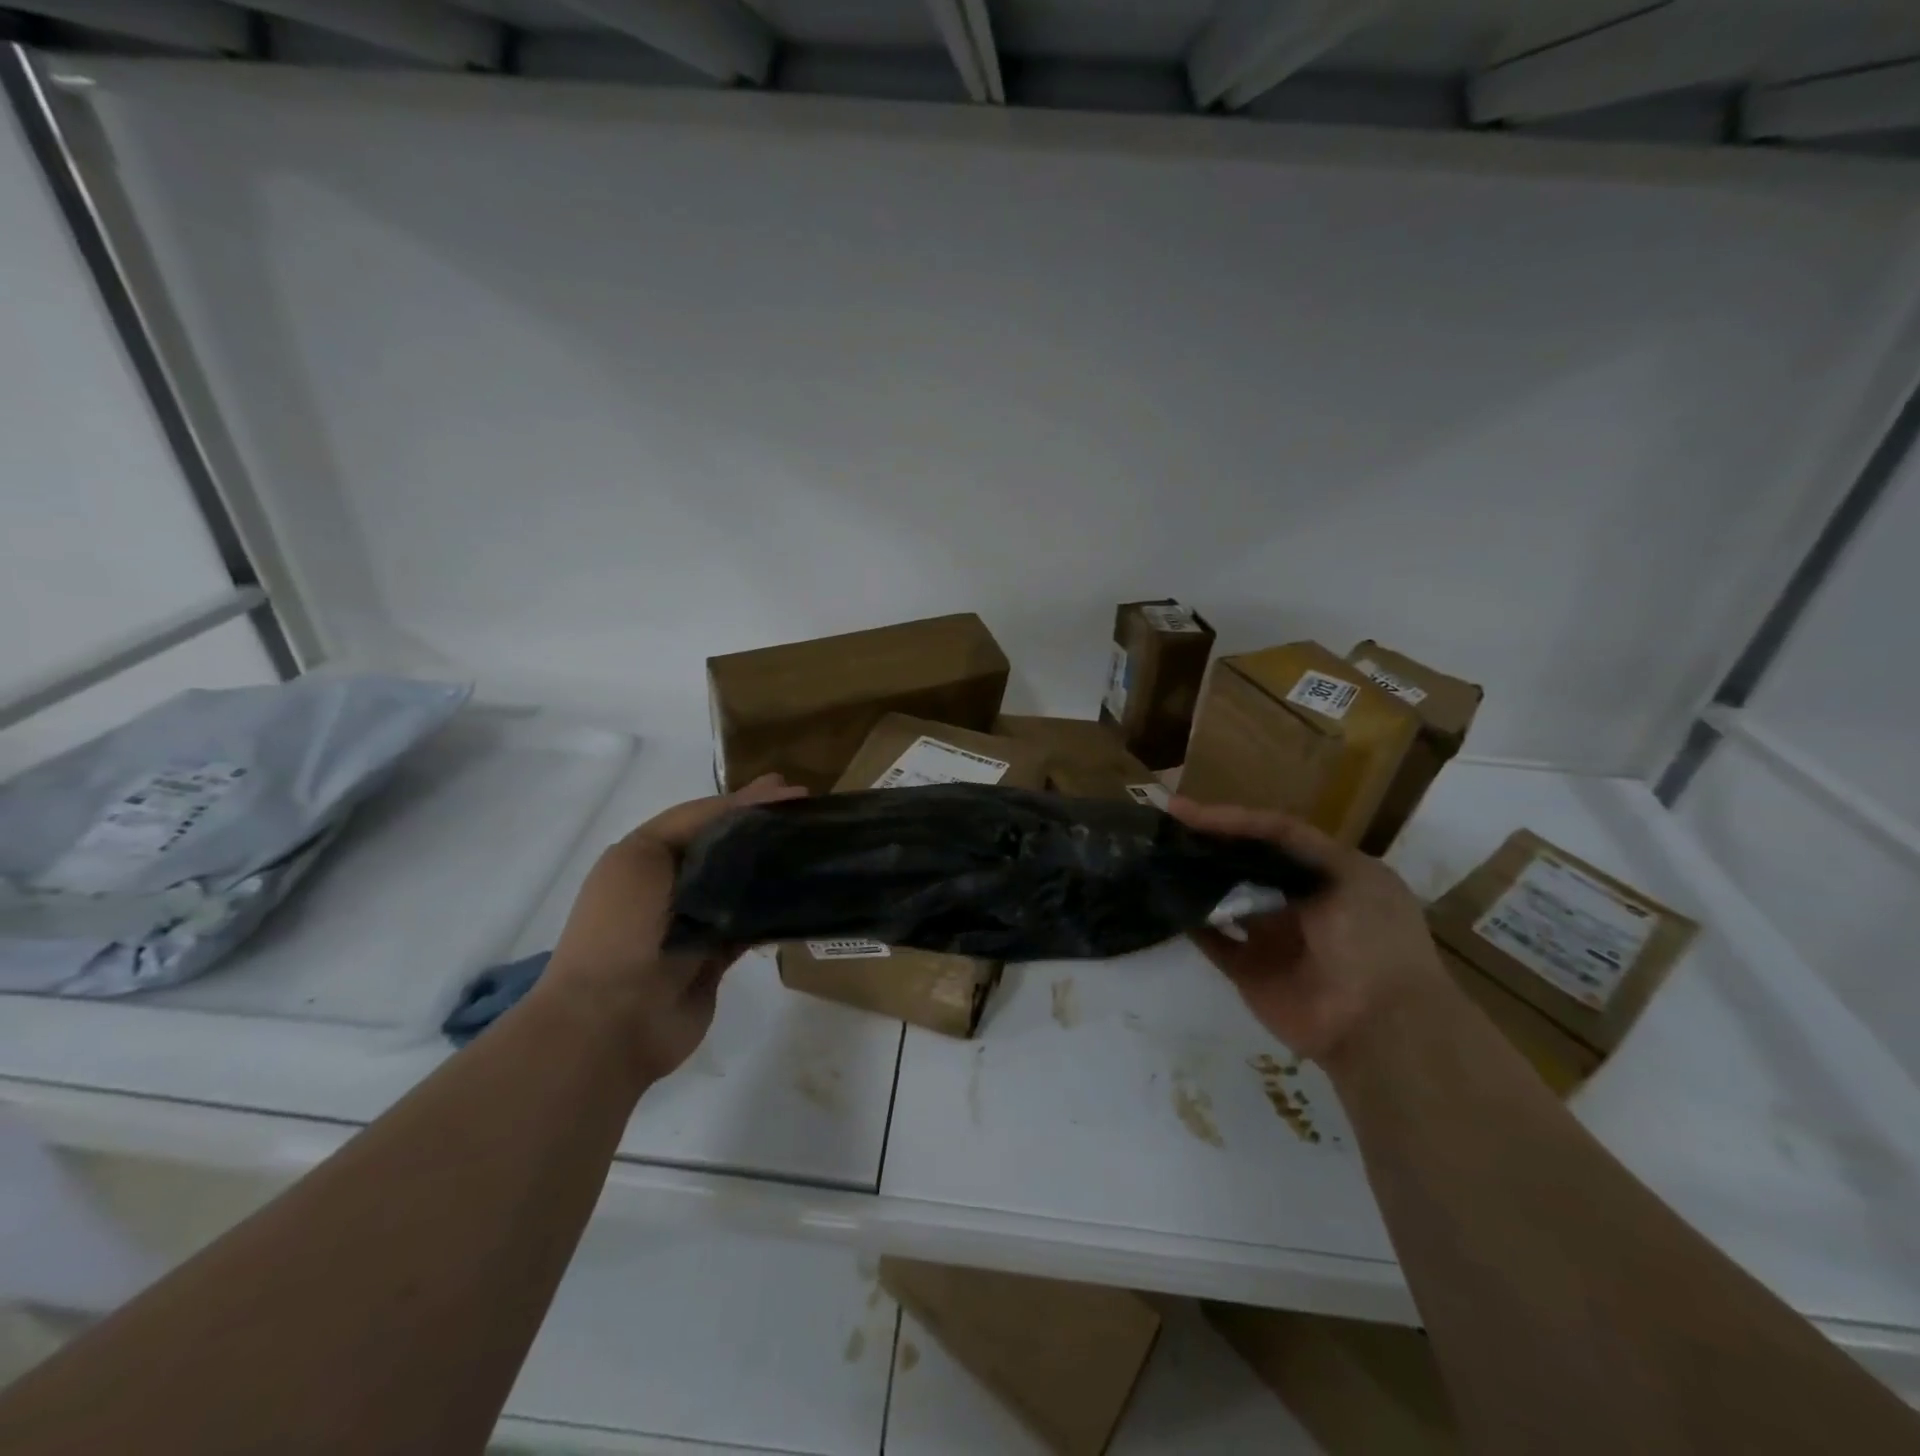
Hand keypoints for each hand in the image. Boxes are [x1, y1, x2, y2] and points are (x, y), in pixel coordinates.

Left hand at [540, 773, 805, 1082]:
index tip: (792, 791)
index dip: (746, 800)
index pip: (705, 817)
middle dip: (764, 829)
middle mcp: (671, 886)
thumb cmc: (622, 931)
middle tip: (809, 815)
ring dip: (773, 868)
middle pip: (727, 847)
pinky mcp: (716, 957)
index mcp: (646, 857)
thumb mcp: (644, 858)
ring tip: (814, 848)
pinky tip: (805, 894)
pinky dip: (775, 910)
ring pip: (742, 884)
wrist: (609, 1023)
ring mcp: (695, 923)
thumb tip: (750, 809)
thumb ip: (696, 825)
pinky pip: (752, 925)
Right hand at [1169, 798, 1446, 1064]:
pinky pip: (1213, 942)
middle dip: (1207, 845)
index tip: (1182, 809)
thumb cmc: (1373, 939)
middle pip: (1244, 863)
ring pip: (1224, 899)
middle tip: (1164, 830)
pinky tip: (1167, 901)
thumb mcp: (1351, 875)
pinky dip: (1192, 924)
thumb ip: (1295, 846)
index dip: (1230, 818)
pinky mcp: (1249, 971)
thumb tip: (1237, 830)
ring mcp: (1271, 937)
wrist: (1380, 1026)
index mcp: (1327, 874)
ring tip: (1157, 859)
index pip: (1271, 834)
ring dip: (1194, 880)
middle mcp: (1297, 901)